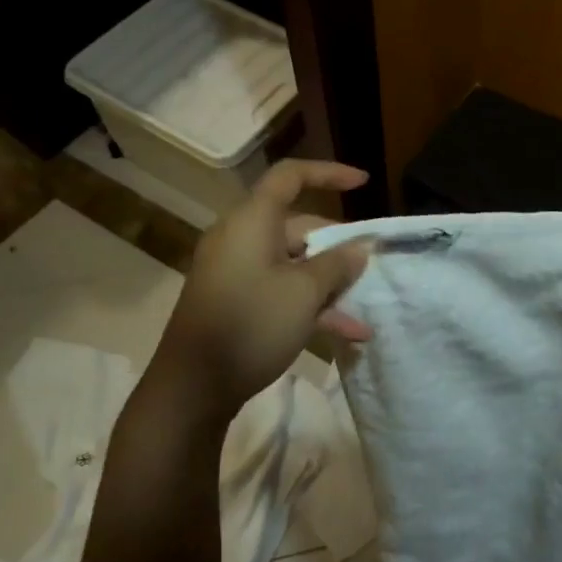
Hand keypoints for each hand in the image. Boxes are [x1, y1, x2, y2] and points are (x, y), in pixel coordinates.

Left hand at [150, 160, 373, 420]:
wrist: (193, 387)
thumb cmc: (251, 324)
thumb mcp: (304, 293)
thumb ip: (337, 264)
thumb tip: (359, 248)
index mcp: (252, 221)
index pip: (290, 177)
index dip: (328, 173)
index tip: (363, 184)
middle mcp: (241, 238)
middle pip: (297, 226)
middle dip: (337, 247)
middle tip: (369, 267)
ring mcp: (236, 272)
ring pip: (293, 264)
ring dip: (329, 284)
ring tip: (363, 309)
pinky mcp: (235, 302)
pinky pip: (280, 290)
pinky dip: (310, 305)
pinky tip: (347, 334)